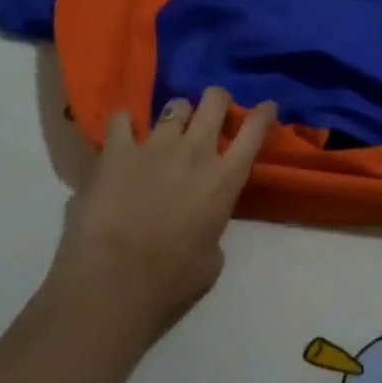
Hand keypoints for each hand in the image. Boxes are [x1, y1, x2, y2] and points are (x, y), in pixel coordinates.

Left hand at [48, 88, 276, 338]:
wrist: (114, 282)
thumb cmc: (170, 282)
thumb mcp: (211, 261)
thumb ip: (212, 231)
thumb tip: (202, 227)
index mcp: (224, 180)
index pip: (253, 132)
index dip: (262, 114)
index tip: (267, 106)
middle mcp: (195, 152)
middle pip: (214, 102)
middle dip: (217, 100)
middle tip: (214, 110)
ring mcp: (155, 147)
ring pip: (175, 106)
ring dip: (177, 114)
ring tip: (170, 126)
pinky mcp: (117, 152)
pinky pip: (121, 120)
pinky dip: (125, 123)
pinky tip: (124, 132)